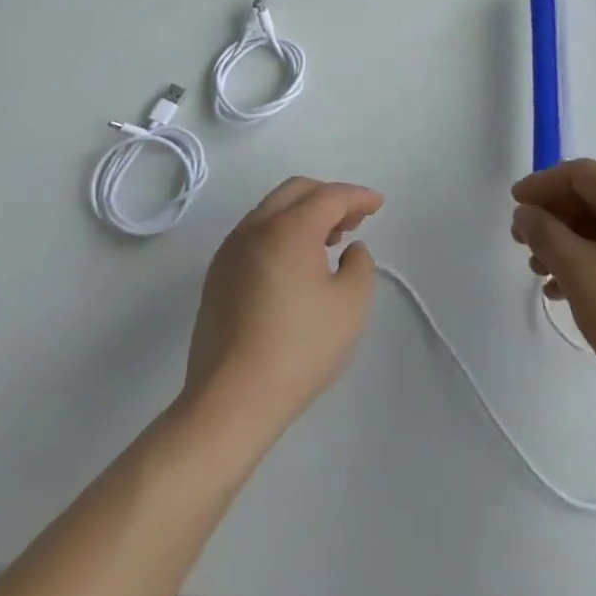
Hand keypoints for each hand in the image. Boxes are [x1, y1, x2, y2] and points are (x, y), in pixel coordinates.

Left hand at [183, 177, 383, 437]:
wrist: (229, 404)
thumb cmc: (298, 350)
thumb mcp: (351, 305)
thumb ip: (360, 264)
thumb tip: (349, 250)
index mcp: (289, 228)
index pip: (330, 196)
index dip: (358, 196)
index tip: (378, 205)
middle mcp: (255, 228)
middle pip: (296, 191)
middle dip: (329, 197)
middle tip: (353, 220)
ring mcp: (230, 252)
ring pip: (272, 210)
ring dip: (303, 214)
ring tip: (327, 242)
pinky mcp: (216, 277)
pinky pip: (255, 235)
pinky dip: (281, 233)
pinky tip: (295, 265)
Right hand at [511, 159, 595, 415]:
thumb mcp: (578, 271)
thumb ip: (544, 234)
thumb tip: (525, 213)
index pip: (581, 173)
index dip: (542, 184)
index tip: (514, 205)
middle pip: (593, 196)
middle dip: (553, 216)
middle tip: (522, 242)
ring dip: (568, 241)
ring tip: (539, 272)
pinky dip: (590, 259)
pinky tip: (565, 290)